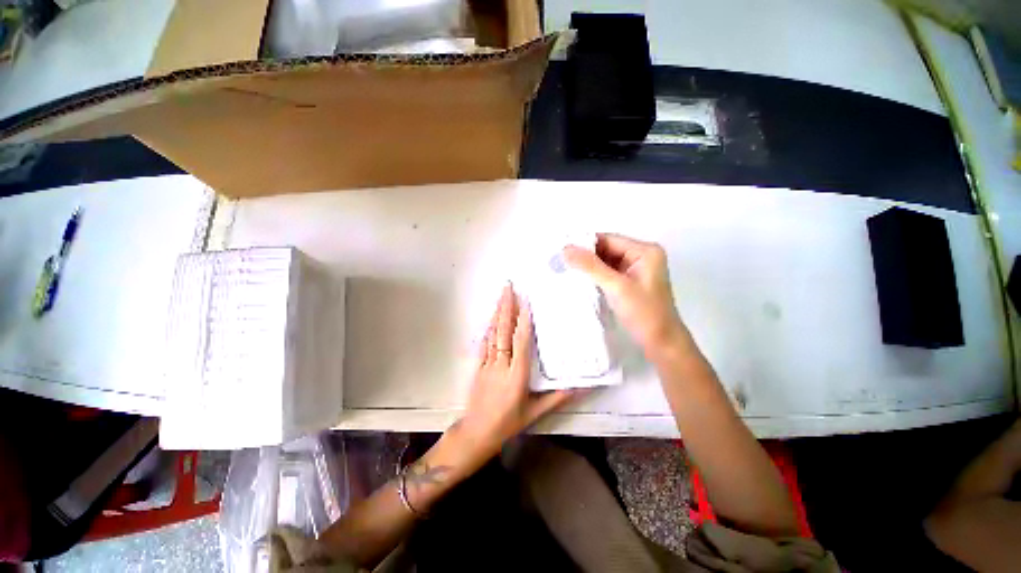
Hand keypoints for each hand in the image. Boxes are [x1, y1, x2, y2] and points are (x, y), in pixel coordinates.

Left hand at [453, 284, 577, 469]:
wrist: (477, 432)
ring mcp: (487, 363)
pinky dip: (489, 327)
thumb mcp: (536, 412)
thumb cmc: (509, 422)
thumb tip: (581, 386)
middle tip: (508, 287)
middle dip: (506, 307)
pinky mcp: (478, 365)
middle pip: (504, 332)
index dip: (524, 322)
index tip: (526, 303)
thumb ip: (558, 397)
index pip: (521, 343)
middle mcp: (501, 365)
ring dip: (497, 313)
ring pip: (493, 334)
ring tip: (501, 295)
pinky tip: (491, 317)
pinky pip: (484, 343)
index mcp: (517, 375)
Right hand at [564, 233, 687, 357]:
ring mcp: (635, 270)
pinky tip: (578, 280)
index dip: (585, 244)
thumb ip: (590, 266)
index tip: (562, 251)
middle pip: (606, 250)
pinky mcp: (628, 283)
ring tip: (565, 270)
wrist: (661, 344)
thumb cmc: (644, 313)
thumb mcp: (616, 287)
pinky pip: (607, 274)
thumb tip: (566, 249)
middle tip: (560, 262)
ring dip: (588, 267)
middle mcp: (641, 256)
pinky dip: (594, 277)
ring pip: (605, 262)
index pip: (608, 240)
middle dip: (585, 257)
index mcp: (645, 251)